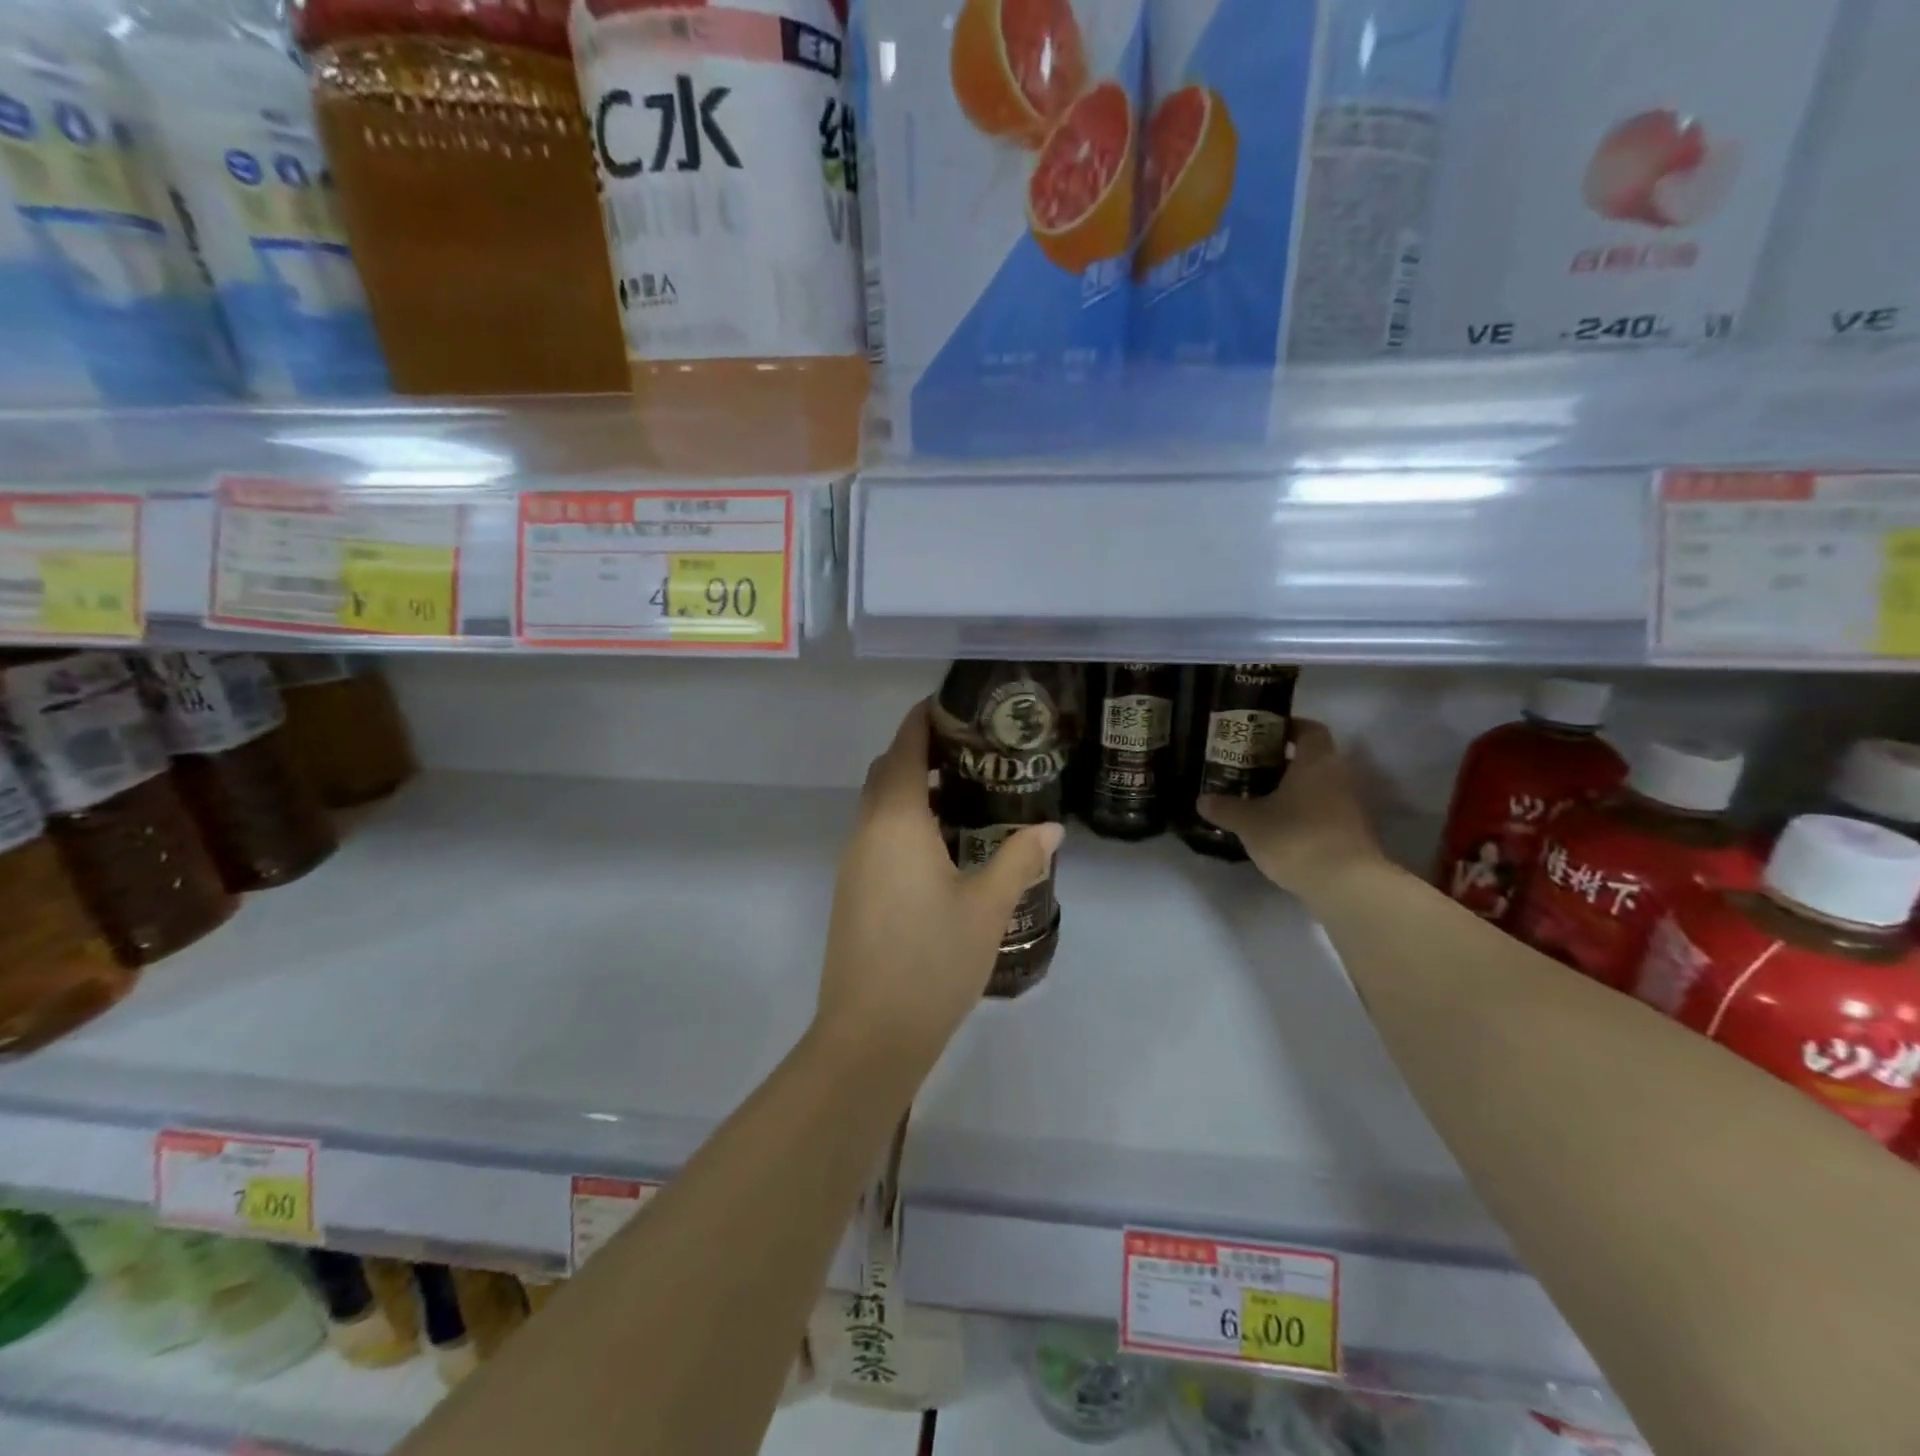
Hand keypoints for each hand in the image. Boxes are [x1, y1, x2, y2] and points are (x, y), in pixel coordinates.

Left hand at [814, 699, 1063, 1068]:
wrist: (870, 1036)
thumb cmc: (931, 961)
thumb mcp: (987, 907)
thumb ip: (1020, 859)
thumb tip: (1052, 828)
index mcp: (896, 821)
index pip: (904, 747)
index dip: (924, 719)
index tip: (955, 706)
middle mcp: (866, 831)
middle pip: (888, 771)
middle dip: (921, 752)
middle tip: (973, 752)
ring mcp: (853, 862)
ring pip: (879, 805)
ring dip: (913, 789)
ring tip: (967, 795)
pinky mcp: (852, 890)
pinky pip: (877, 835)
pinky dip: (905, 821)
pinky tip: (943, 846)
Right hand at [1198, 720, 1386, 901]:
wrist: (1346, 885)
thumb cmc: (1295, 837)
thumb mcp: (1249, 822)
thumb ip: (1225, 808)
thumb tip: (1202, 800)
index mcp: (1316, 761)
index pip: (1309, 729)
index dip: (1288, 728)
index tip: (1261, 735)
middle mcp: (1338, 776)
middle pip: (1312, 758)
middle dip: (1282, 762)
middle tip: (1249, 768)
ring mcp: (1349, 806)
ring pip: (1317, 787)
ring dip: (1291, 790)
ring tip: (1257, 799)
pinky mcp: (1351, 833)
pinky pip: (1322, 812)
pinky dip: (1302, 814)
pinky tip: (1276, 828)